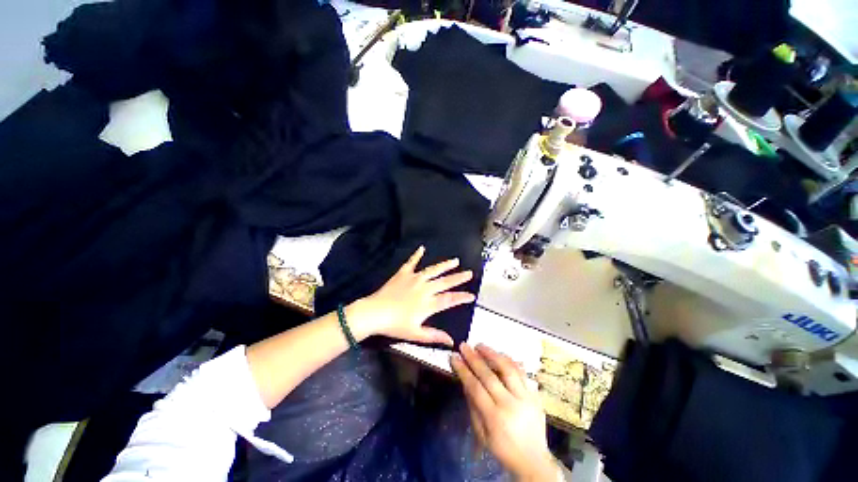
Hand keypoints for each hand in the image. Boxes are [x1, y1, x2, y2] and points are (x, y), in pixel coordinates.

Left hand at [349, 246, 475, 345]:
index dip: (462, 297)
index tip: (472, 295)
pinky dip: (417, 255)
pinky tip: (421, 248)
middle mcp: (424, 288)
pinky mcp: (403, 273)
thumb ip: (434, 336)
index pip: (450, 299)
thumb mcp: (416, 334)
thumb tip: (451, 341)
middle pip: (445, 282)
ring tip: (455, 261)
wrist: (374, 313)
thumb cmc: (395, 325)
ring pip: (433, 270)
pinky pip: (411, 262)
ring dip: (445, 265)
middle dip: (459, 277)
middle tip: (469, 273)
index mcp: (428, 303)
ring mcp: (414, 279)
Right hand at [451, 344, 558, 481]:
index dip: (463, 370)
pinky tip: (499, 354)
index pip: (475, 387)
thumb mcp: (482, 434)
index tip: (454, 357)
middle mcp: (510, 404)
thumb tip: (465, 381)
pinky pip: (521, 372)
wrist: (534, 460)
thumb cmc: (503, 450)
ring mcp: (525, 398)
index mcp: (495, 418)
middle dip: (474, 358)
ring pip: (508, 369)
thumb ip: (473, 406)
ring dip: (492, 354)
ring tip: (480, 346)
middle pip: (489, 375)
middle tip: (464, 346)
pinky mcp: (535, 395)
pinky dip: (509, 360)